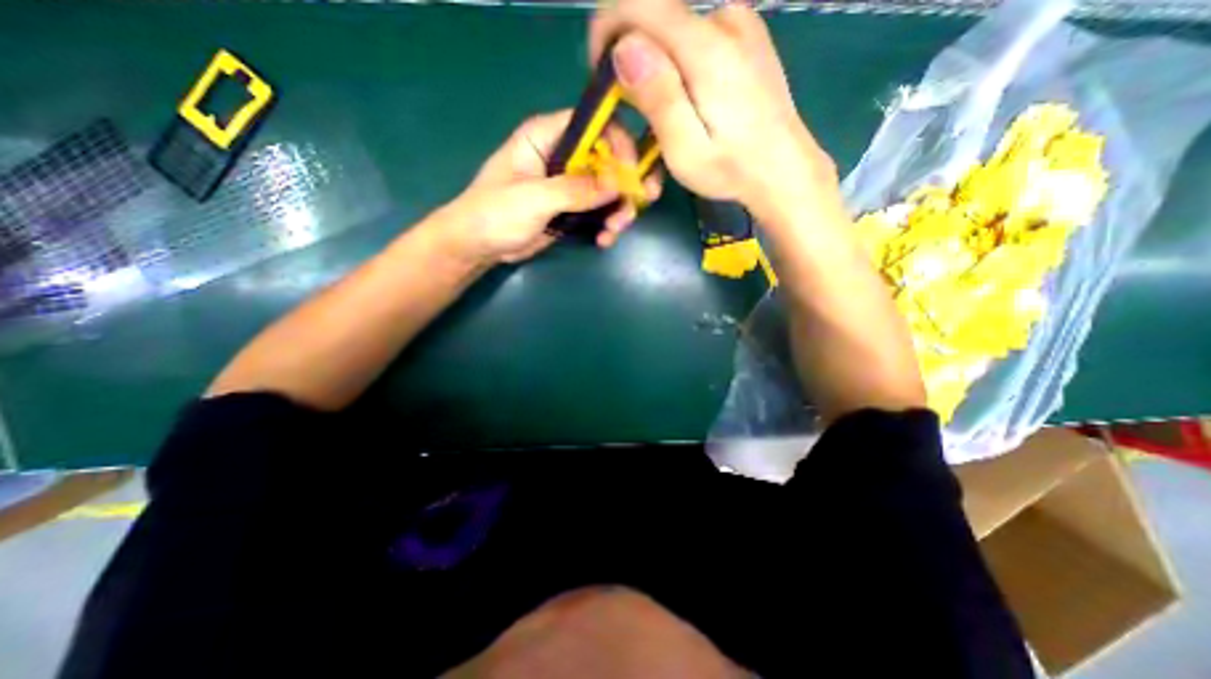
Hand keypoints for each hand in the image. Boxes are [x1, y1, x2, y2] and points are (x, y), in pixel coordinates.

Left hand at [436, 110, 660, 266]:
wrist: (478, 246)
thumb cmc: (494, 213)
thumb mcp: (534, 198)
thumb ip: (576, 189)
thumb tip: (619, 183)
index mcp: (547, 136)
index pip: (594, 125)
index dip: (619, 143)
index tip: (633, 174)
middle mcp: (563, 155)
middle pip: (609, 158)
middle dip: (624, 185)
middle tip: (632, 210)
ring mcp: (569, 184)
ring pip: (609, 188)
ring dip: (618, 210)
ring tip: (612, 232)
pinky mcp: (572, 208)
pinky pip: (600, 210)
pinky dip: (607, 224)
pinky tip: (603, 240)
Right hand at [596, 0, 844, 221]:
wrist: (784, 169)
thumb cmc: (732, 169)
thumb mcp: (686, 150)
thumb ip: (658, 97)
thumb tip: (624, 48)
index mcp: (706, 48)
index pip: (639, 4)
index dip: (607, 30)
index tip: (600, 75)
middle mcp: (724, 21)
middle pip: (655, 18)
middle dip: (631, 59)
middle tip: (632, 113)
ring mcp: (740, 25)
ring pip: (674, 30)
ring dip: (655, 66)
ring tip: (663, 114)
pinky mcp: (747, 37)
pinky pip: (695, 37)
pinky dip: (678, 64)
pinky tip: (688, 100)